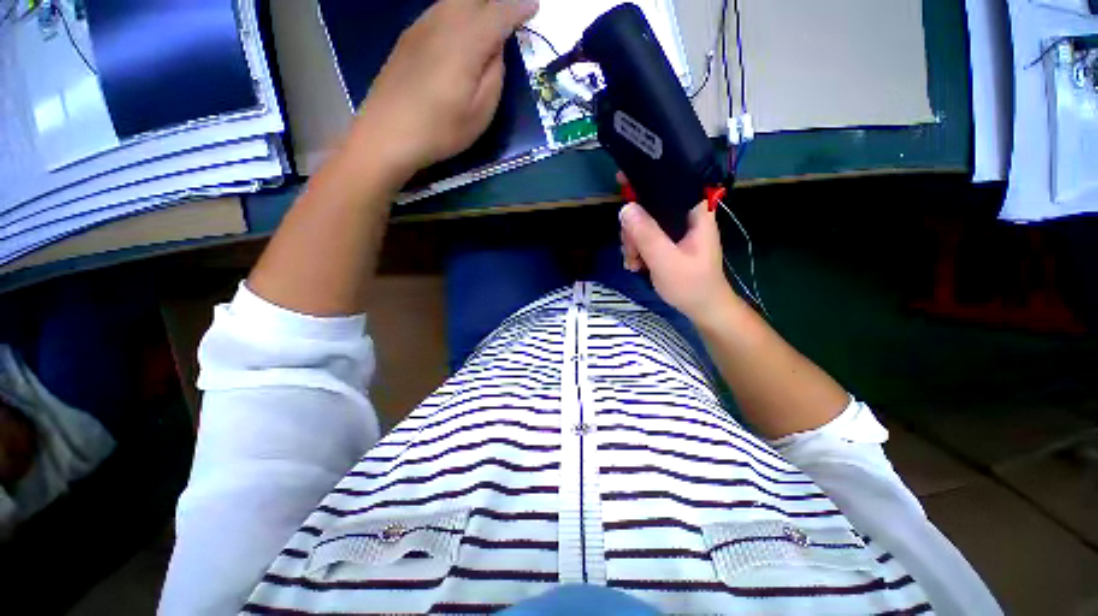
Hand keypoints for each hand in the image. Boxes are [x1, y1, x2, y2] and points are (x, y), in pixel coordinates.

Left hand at [354, 0, 538, 179]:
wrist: (386, 134)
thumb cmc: (440, 131)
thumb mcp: (480, 114)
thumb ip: (494, 76)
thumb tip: (496, 50)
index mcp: (465, 43)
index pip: (498, 13)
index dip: (518, 8)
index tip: (534, 7)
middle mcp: (442, 23)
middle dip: (495, 2)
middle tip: (510, 14)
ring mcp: (420, 27)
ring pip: (454, 0)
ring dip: (476, 5)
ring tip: (488, 21)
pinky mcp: (408, 38)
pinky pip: (439, 11)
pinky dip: (457, 12)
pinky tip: (460, 32)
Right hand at [619, 181, 738, 321]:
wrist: (702, 309)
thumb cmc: (692, 285)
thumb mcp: (666, 261)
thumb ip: (647, 235)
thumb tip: (625, 208)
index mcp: (695, 212)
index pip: (672, 182)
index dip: (647, 178)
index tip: (623, 182)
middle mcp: (684, 216)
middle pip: (650, 207)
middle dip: (634, 228)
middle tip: (632, 249)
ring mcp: (674, 231)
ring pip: (643, 224)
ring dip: (632, 243)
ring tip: (635, 262)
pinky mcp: (667, 243)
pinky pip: (644, 238)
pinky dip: (636, 250)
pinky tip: (636, 265)